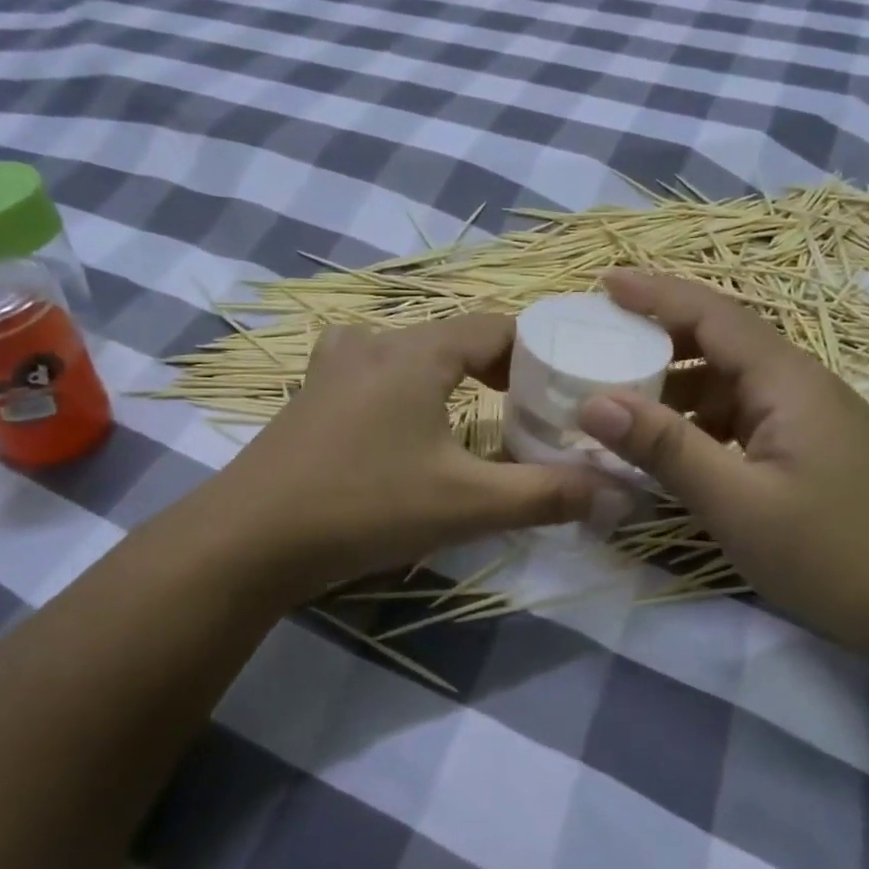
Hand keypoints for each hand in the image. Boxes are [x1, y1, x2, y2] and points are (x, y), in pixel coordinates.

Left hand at [201, 315, 608, 602]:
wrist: (247, 541)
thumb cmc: (365, 506)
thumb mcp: (468, 504)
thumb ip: (548, 495)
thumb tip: (621, 494)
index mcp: (416, 349)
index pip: (497, 327)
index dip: (538, 353)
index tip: (565, 390)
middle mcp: (374, 341)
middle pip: (456, 338)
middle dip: (499, 370)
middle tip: (529, 412)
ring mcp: (333, 366)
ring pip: (414, 355)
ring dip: (450, 379)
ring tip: (477, 419)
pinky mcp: (310, 396)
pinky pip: (376, 375)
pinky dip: (409, 390)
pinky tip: (410, 429)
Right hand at [577, 271, 868, 656]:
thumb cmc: (832, 552)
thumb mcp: (737, 502)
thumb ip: (666, 448)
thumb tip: (593, 403)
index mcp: (787, 380)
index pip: (713, 314)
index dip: (655, 294)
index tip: (603, 282)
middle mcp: (799, 385)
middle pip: (721, 341)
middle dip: (658, 337)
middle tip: (599, 343)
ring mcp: (808, 418)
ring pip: (729, 382)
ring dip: (676, 385)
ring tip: (619, 397)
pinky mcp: (808, 450)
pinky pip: (742, 417)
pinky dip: (699, 421)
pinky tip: (670, 446)